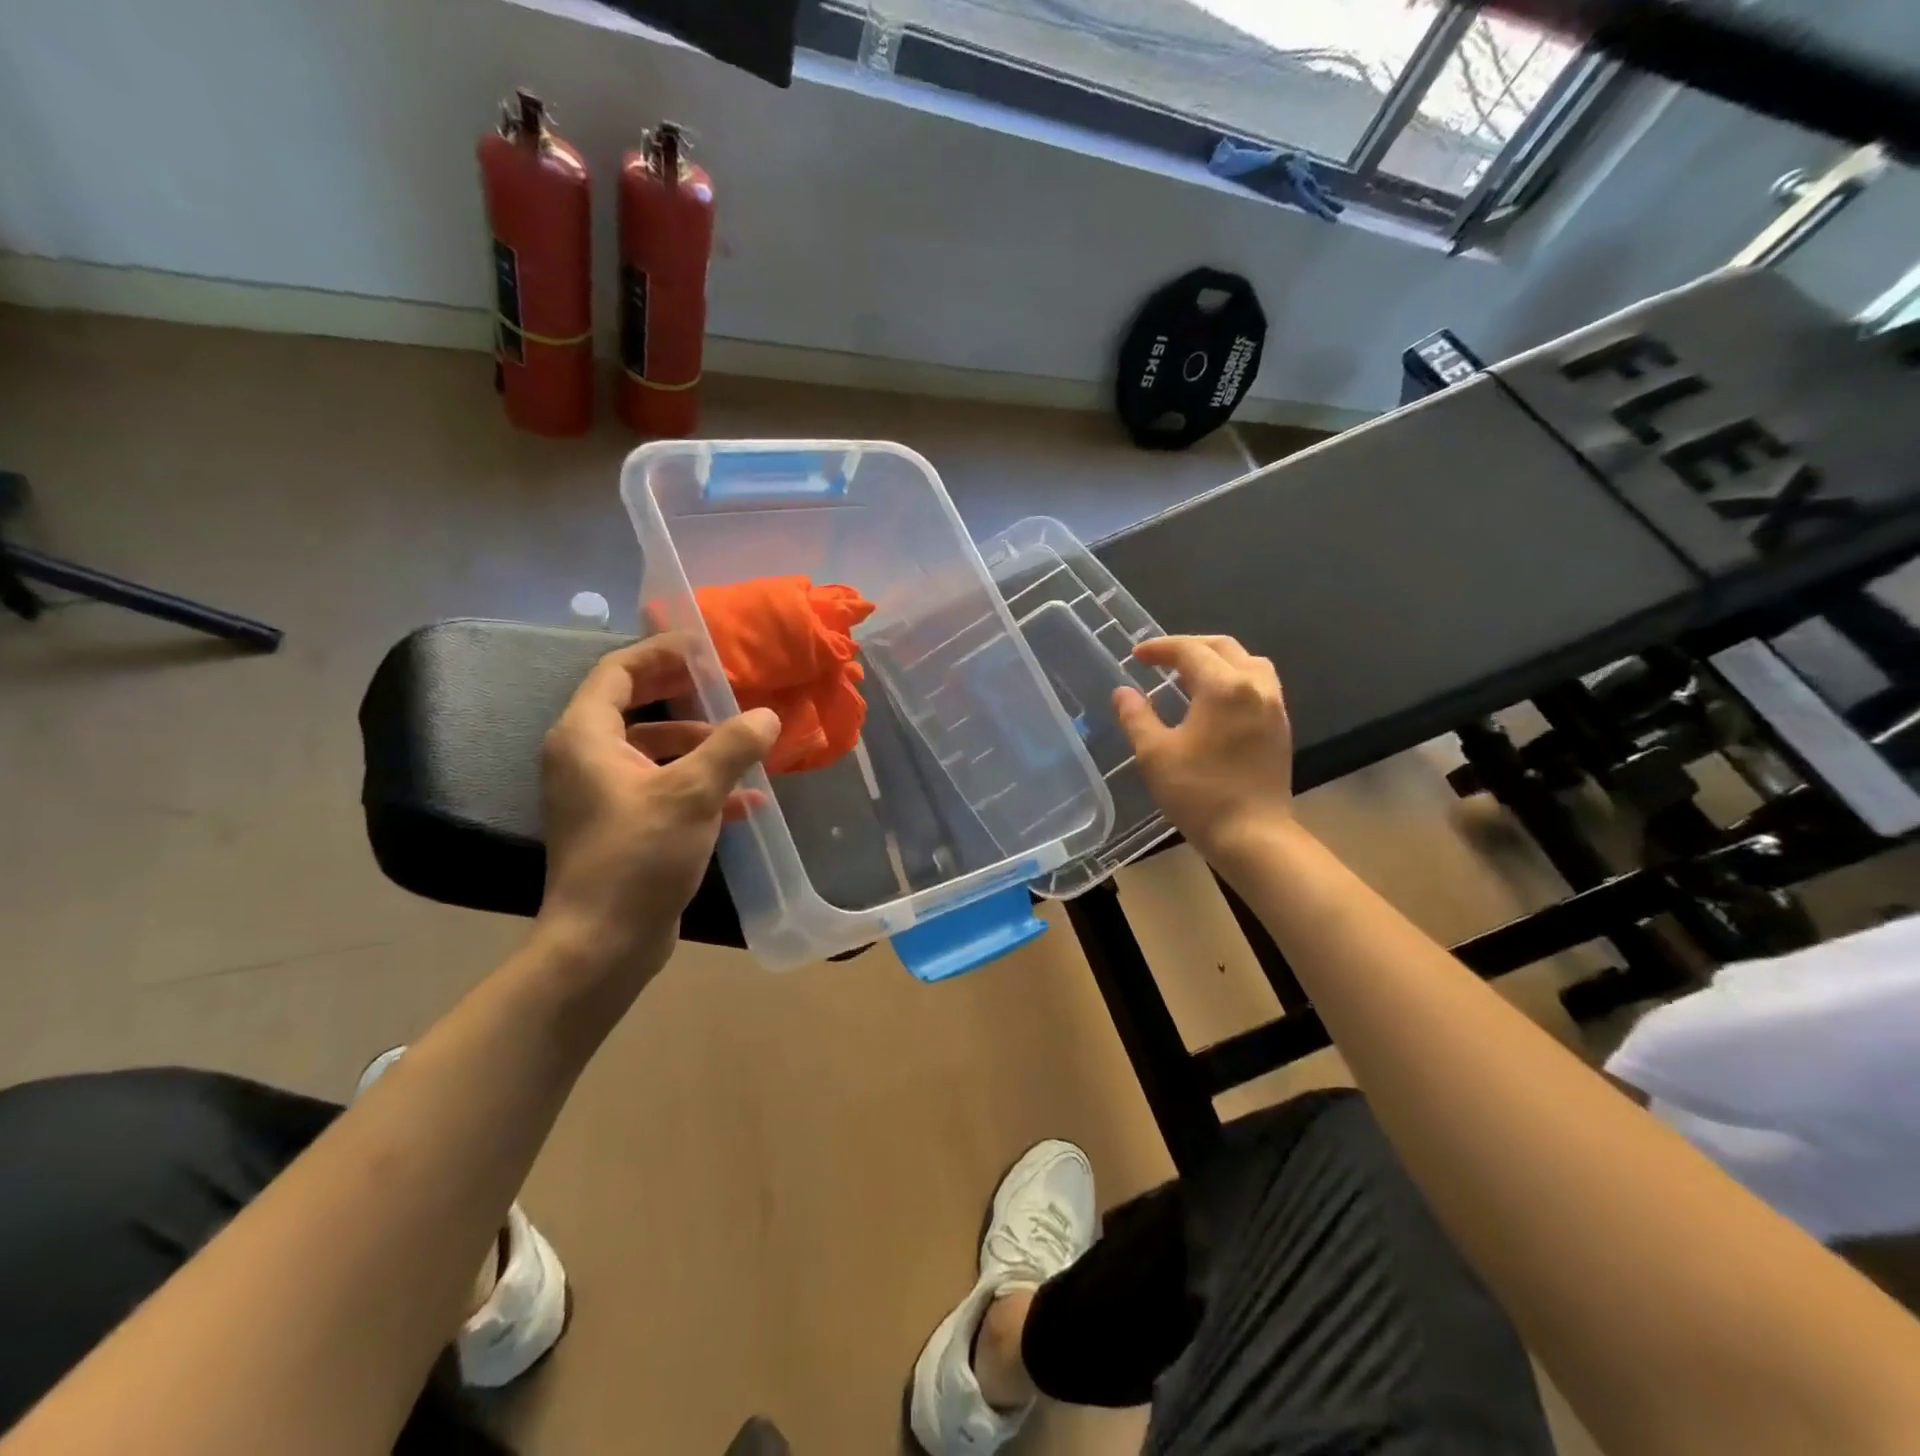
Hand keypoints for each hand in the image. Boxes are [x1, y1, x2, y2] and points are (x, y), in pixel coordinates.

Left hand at [536, 637, 778, 984]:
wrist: (603, 943)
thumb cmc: (638, 856)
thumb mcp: (692, 794)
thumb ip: (731, 747)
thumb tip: (767, 716)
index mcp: (586, 738)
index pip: (617, 672)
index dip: (659, 652)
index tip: (703, 646)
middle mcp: (585, 759)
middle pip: (638, 708)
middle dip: (687, 698)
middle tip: (731, 689)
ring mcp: (603, 795)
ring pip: (655, 751)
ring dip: (701, 746)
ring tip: (748, 747)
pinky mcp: (623, 826)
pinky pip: (663, 788)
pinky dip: (700, 786)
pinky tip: (747, 801)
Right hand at [1112, 634, 1294, 862]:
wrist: (1252, 836)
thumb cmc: (1198, 793)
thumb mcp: (1154, 754)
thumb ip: (1136, 716)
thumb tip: (1123, 692)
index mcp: (1224, 687)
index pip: (1190, 651)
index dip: (1160, 648)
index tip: (1136, 656)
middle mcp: (1255, 687)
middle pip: (1224, 648)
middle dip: (1189, 647)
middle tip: (1160, 659)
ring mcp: (1274, 707)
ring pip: (1248, 662)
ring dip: (1217, 659)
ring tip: (1190, 674)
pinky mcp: (1280, 727)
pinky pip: (1259, 684)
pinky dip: (1234, 678)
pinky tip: (1215, 700)